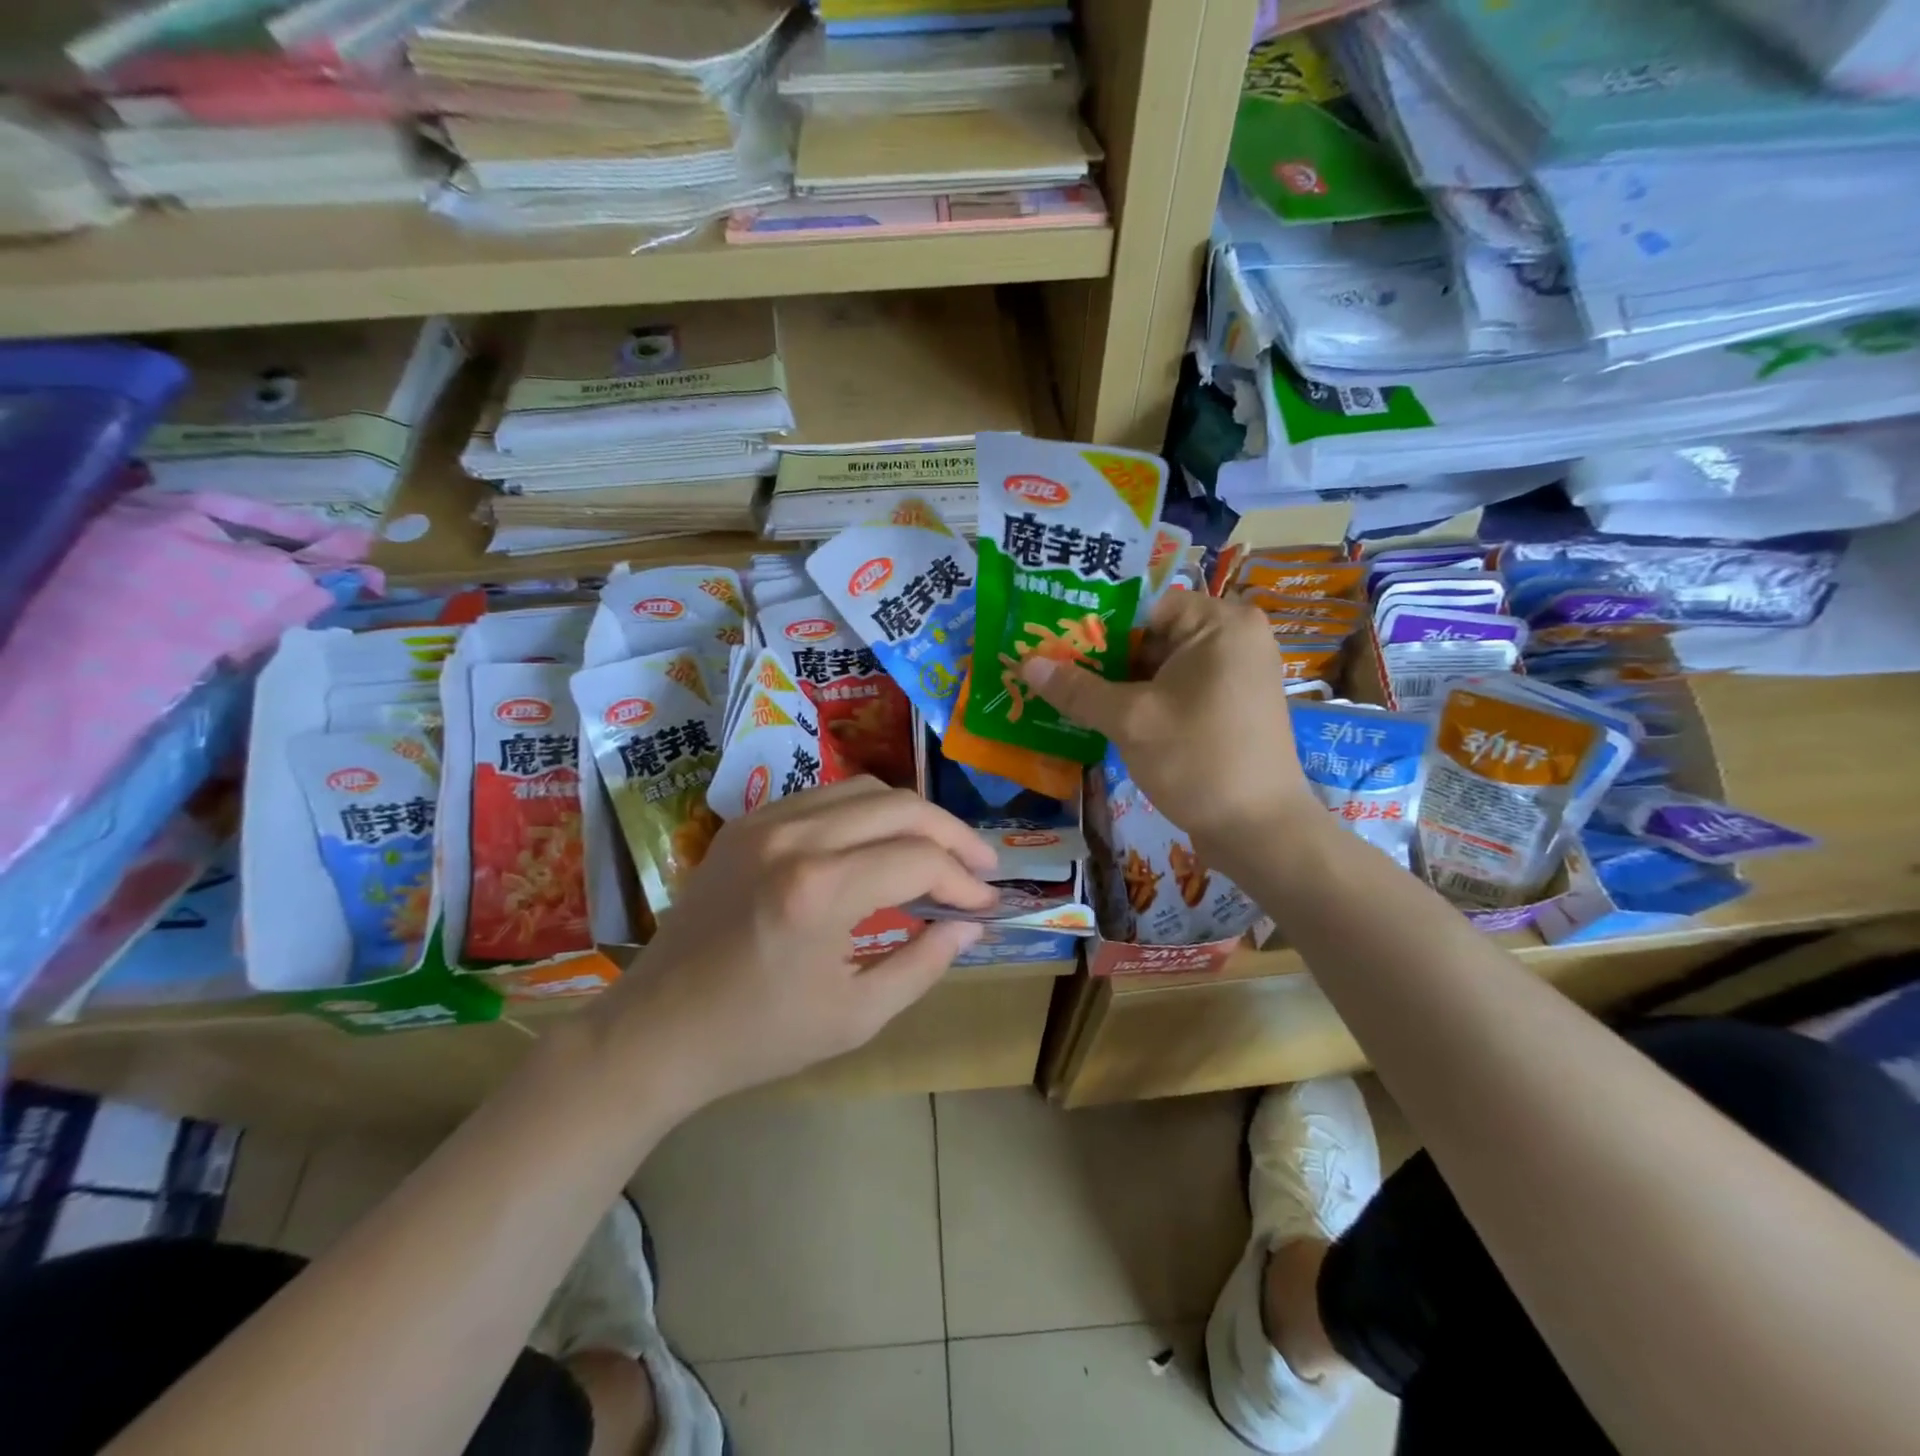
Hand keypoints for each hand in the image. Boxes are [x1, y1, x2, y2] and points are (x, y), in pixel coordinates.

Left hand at [591, 778, 999, 1113]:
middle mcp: (795, 836)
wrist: (657, 1029)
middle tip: (980, 867)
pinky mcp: (746, 822)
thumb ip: (923, 963)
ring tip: (938, 851)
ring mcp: (765, 821)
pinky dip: (867, 813)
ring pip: (866, 789)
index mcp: (820, 890)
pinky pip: (826, 797)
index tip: (986, 905)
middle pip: (901, 806)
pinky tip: (879, 844)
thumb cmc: (759, 1036)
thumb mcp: (856, 1016)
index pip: (920, 860)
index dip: (964, 881)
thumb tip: (969, 924)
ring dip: (912, 816)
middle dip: (953, 834)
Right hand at [1019, 590, 1316, 849]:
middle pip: (1152, 633)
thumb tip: (1026, 662)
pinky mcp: (1231, 704)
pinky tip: (1101, 714)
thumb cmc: (1198, 760)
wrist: (1259, 830)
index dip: (1094, 623)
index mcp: (1220, 622)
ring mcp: (1236, 672)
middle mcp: (1235, 636)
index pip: (1143, 604)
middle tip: (1050, 668)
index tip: (1051, 641)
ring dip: (1118, 681)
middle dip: (1102, 655)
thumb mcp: (1131, 720)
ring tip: (1066, 692)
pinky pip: (1177, 687)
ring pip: (1162, 664)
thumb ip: (1078, 689)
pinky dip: (1143, 699)